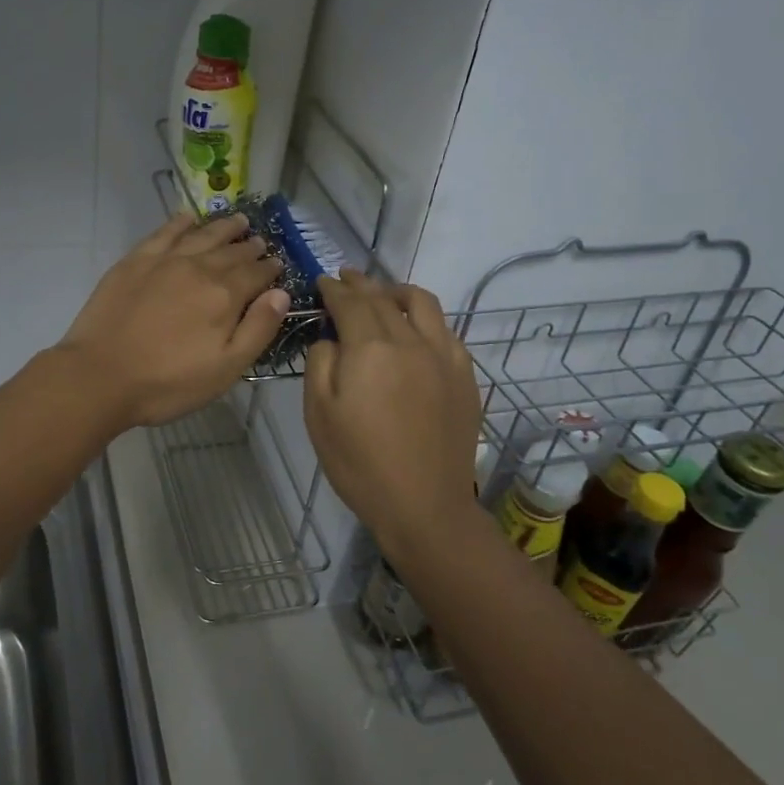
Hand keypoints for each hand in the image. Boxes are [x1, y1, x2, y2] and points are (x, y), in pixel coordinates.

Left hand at [56, 213, 289, 429]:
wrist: (100, 376)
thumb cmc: (168, 382)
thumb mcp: (226, 368)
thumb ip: (258, 329)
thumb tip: (282, 294)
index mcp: (225, 296)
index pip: (257, 274)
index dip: (270, 269)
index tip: (278, 264)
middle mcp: (199, 268)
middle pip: (232, 252)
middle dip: (250, 247)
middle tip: (260, 242)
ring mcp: (165, 261)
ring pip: (202, 235)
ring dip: (223, 227)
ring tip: (239, 221)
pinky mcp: (135, 261)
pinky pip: (164, 232)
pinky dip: (180, 222)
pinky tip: (189, 217)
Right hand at [303, 272, 479, 548]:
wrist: (424, 505)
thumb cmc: (360, 463)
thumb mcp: (319, 414)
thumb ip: (320, 363)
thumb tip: (331, 338)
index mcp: (370, 348)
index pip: (350, 302)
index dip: (334, 289)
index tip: (323, 281)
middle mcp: (410, 341)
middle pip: (383, 299)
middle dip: (360, 285)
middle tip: (345, 279)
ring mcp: (443, 356)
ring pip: (422, 304)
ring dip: (397, 292)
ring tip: (384, 294)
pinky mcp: (464, 376)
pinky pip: (446, 330)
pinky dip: (425, 319)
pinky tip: (416, 331)